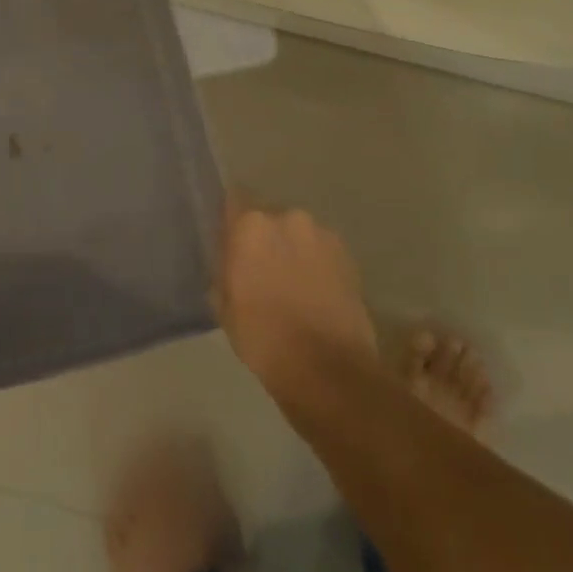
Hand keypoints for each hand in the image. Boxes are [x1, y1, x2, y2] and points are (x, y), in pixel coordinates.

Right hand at [215, 203, 377, 401]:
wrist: (327, 369)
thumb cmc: (264, 338)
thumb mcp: (225, 307)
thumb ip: (224, 270)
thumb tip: (230, 261)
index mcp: (251, 225)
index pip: (233, 202)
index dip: (231, 224)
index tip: (229, 242)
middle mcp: (287, 217)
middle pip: (268, 217)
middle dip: (264, 238)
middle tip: (260, 268)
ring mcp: (322, 234)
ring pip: (297, 234)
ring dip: (292, 249)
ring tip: (291, 284)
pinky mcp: (348, 255)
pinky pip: (321, 250)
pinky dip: (315, 263)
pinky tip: (314, 292)